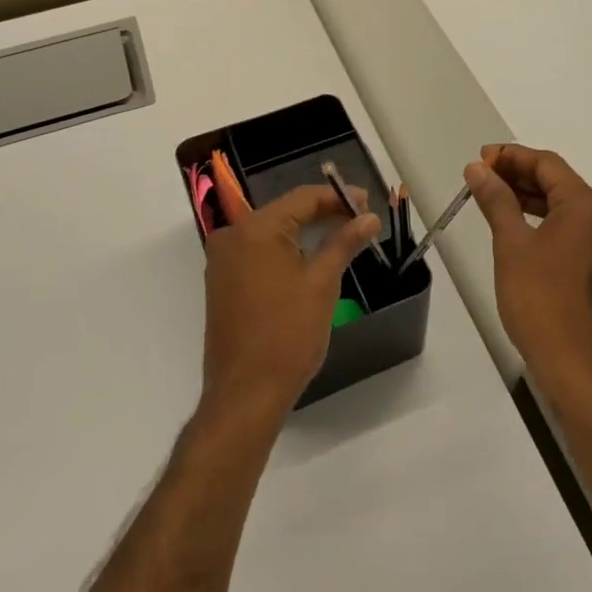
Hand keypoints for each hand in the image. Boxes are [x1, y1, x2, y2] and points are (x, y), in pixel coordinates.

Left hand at [201, 183, 380, 427]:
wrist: (245, 395)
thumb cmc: (287, 335)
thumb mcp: (322, 283)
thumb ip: (344, 242)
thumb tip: (369, 218)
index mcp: (255, 229)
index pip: (302, 198)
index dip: (337, 197)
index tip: (367, 203)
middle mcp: (232, 235)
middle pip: (286, 211)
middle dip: (324, 213)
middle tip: (360, 219)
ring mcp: (223, 260)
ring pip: (272, 231)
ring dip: (306, 231)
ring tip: (343, 236)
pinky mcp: (222, 281)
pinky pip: (259, 251)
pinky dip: (286, 250)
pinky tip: (312, 257)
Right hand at [464, 145, 591, 408]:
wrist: (575, 368)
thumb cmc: (541, 300)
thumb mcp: (511, 244)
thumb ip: (496, 200)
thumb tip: (478, 168)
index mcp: (587, 206)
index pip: (547, 164)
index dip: (511, 156)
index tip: (480, 159)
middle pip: (557, 181)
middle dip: (518, 173)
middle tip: (480, 175)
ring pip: (562, 205)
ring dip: (528, 196)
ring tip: (491, 195)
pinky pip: (568, 228)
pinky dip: (540, 218)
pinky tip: (515, 224)